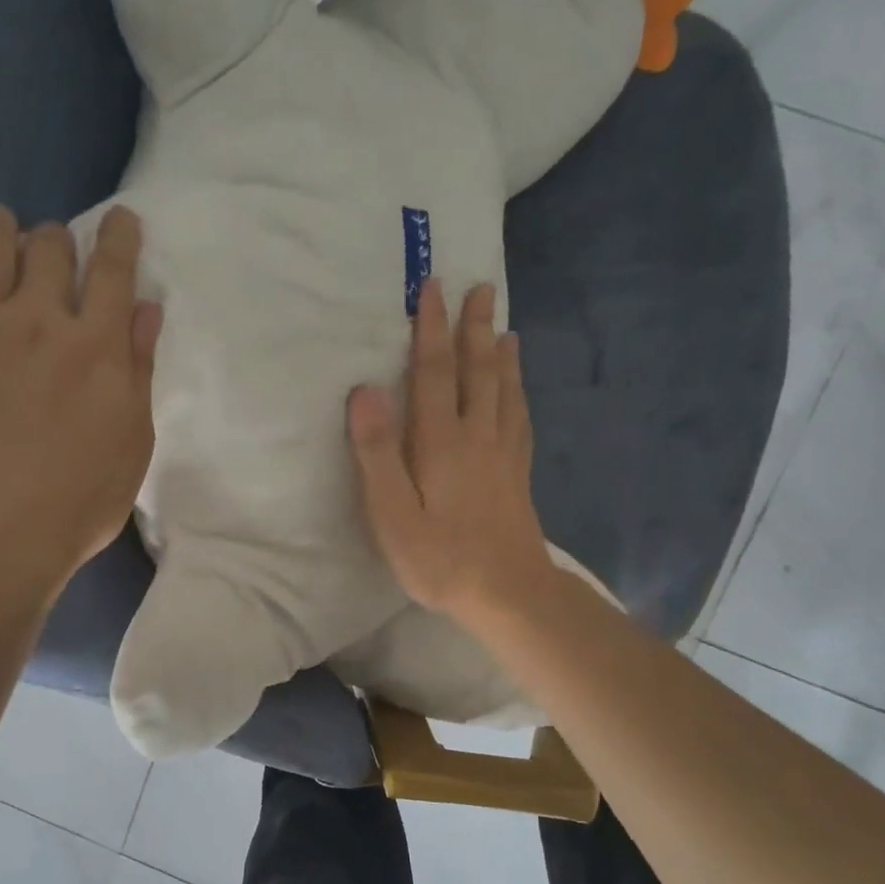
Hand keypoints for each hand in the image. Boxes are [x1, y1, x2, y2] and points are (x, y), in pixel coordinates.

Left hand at [0, 204, 160, 595]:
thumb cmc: (79, 501)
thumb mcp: (134, 441)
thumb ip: (139, 369)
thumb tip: (146, 308)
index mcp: (99, 345)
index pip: (114, 267)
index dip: (119, 235)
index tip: (119, 220)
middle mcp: (41, 319)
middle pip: (50, 245)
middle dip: (58, 241)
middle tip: (54, 261)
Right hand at [347, 280, 554, 625]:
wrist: (509, 594)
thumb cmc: (442, 559)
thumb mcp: (393, 513)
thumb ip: (377, 452)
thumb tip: (365, 390)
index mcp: (441, 442)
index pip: (433, 373)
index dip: (431, 330)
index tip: (433, 288)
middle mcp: (477, 437)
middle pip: (476, 372)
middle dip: (475, 329)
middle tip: (482, 288)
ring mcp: (503, 456)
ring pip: (504, 392)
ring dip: (501, 356)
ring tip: (505, 329)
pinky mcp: (518, 476)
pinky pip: (519, 421)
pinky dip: (518, 395)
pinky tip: (518, 393)